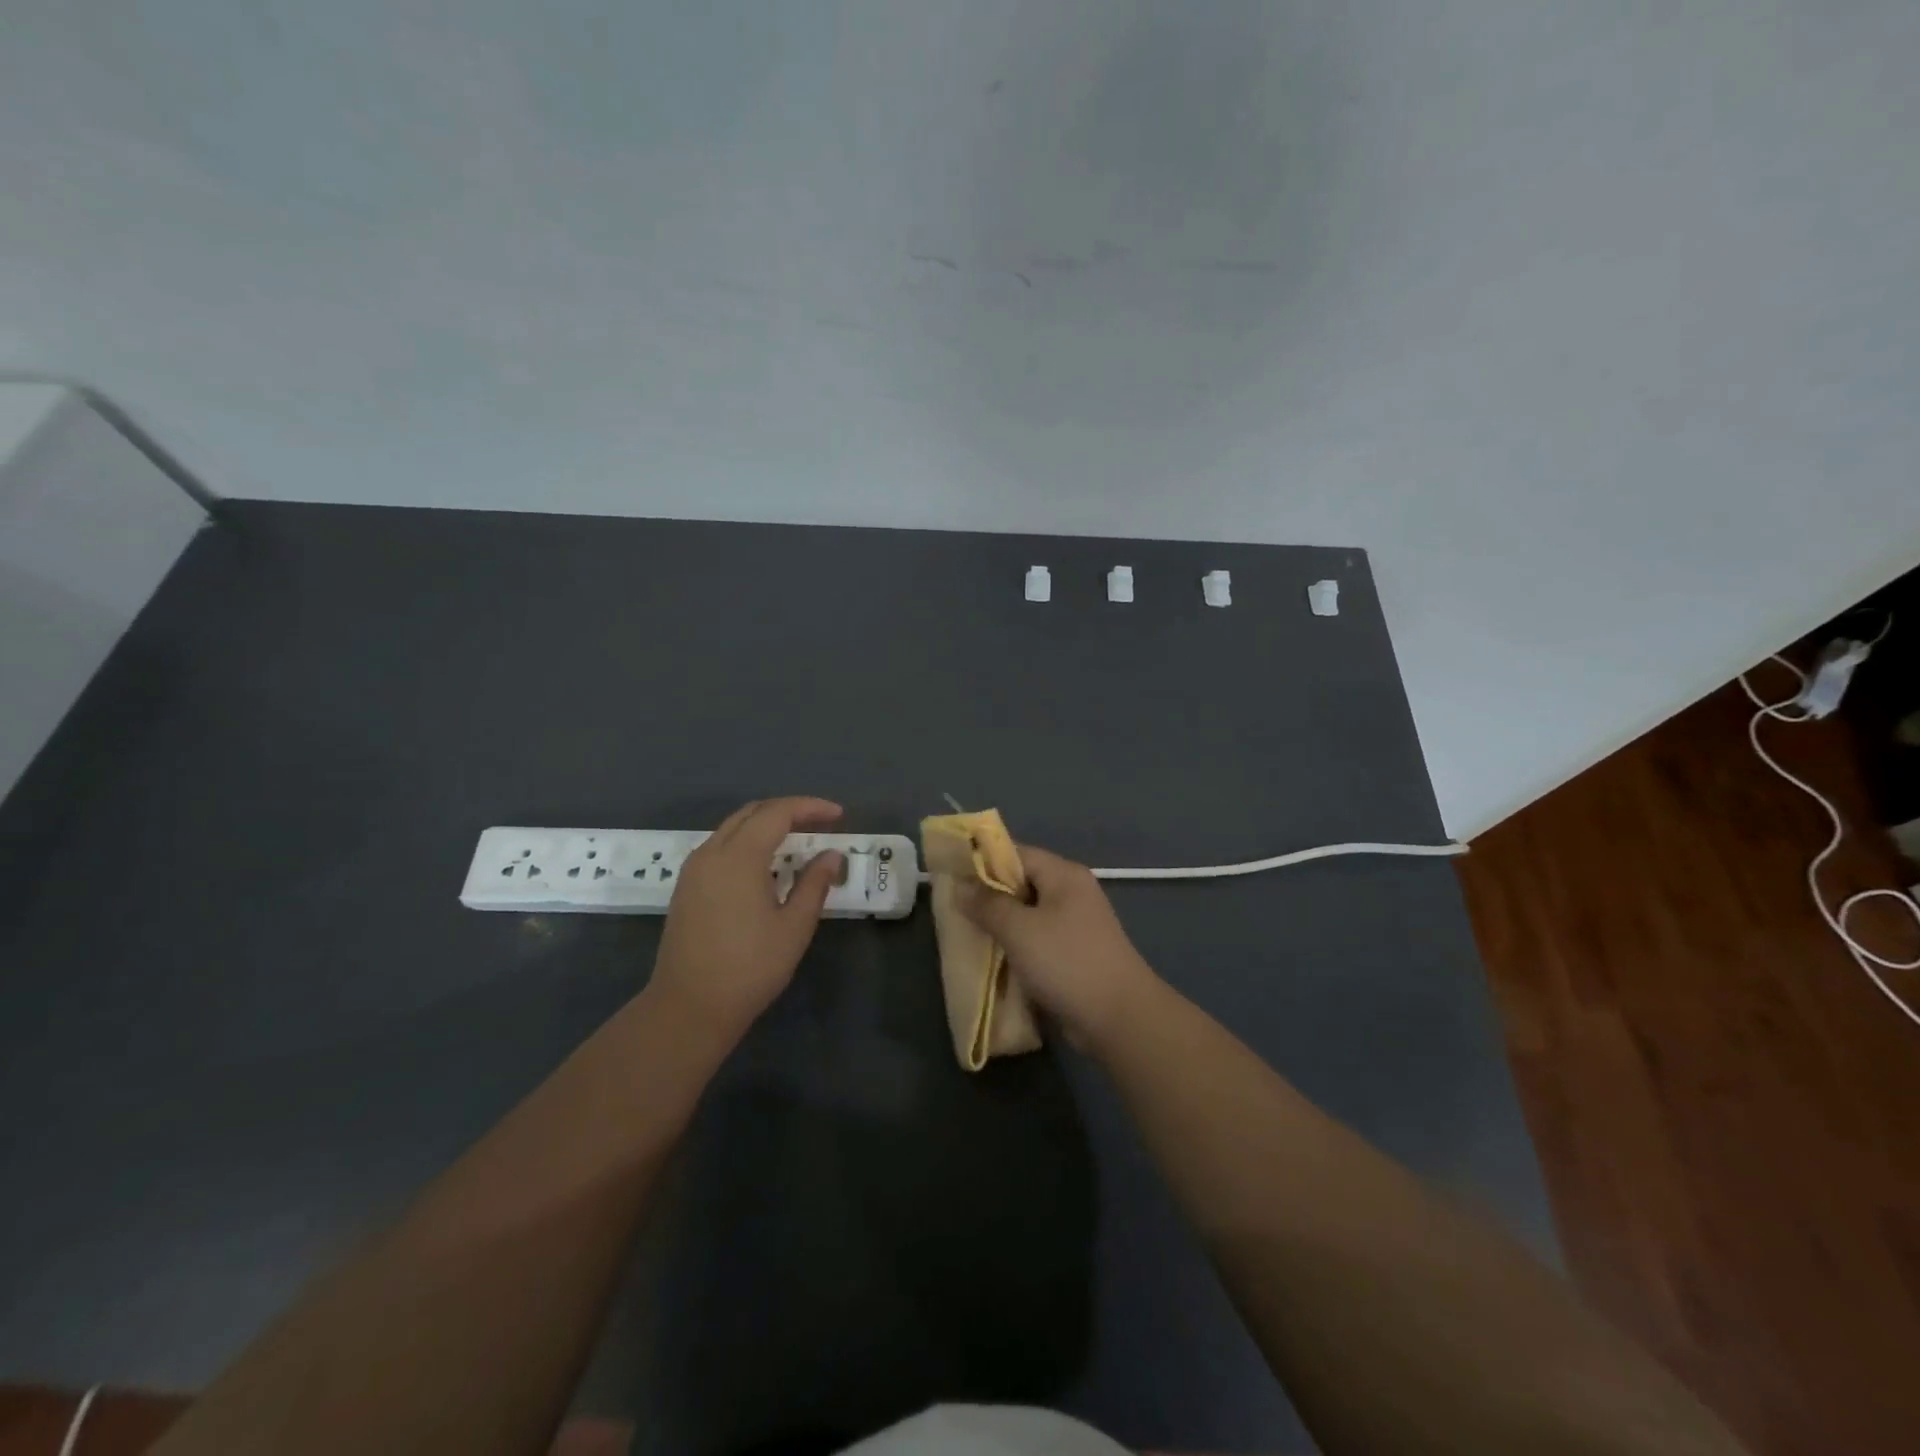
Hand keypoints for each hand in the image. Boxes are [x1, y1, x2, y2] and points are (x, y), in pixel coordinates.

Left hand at [648, 797, 845, 1041]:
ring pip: (732, 828)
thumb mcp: (794, 926)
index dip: (810, 807)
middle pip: (751, 813)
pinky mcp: (686, 887)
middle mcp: (711, 853)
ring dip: (766, 825)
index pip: (778, 813)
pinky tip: (766, 864)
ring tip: (797, 840)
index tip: (838, 814)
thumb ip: (815, 884)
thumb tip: (831, 856)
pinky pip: (720, 847)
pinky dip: (747, 842)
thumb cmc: (749, 968)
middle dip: (788, 810)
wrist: (688, 1008)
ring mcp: (694, 870)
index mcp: (739, 857)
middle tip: (820, 823)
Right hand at [957, 844, 1161, 1050]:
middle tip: (954, 908)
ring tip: (966, 932)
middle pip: (1021, 882)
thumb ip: (987, 904)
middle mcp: (1071, 892)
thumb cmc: (1067, 962)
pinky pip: (1035, 939)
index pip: (1016, 853)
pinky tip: (992, 957)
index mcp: (1063, 875)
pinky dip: (1014, 945)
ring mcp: (1074, 924)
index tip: (951, 874)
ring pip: (1026, 914)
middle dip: (987, 895)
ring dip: (999, 923)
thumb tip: (960, 886)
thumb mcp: (1019, 930)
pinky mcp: (1072, 953)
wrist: (1118, 1018)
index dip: (982, 860)